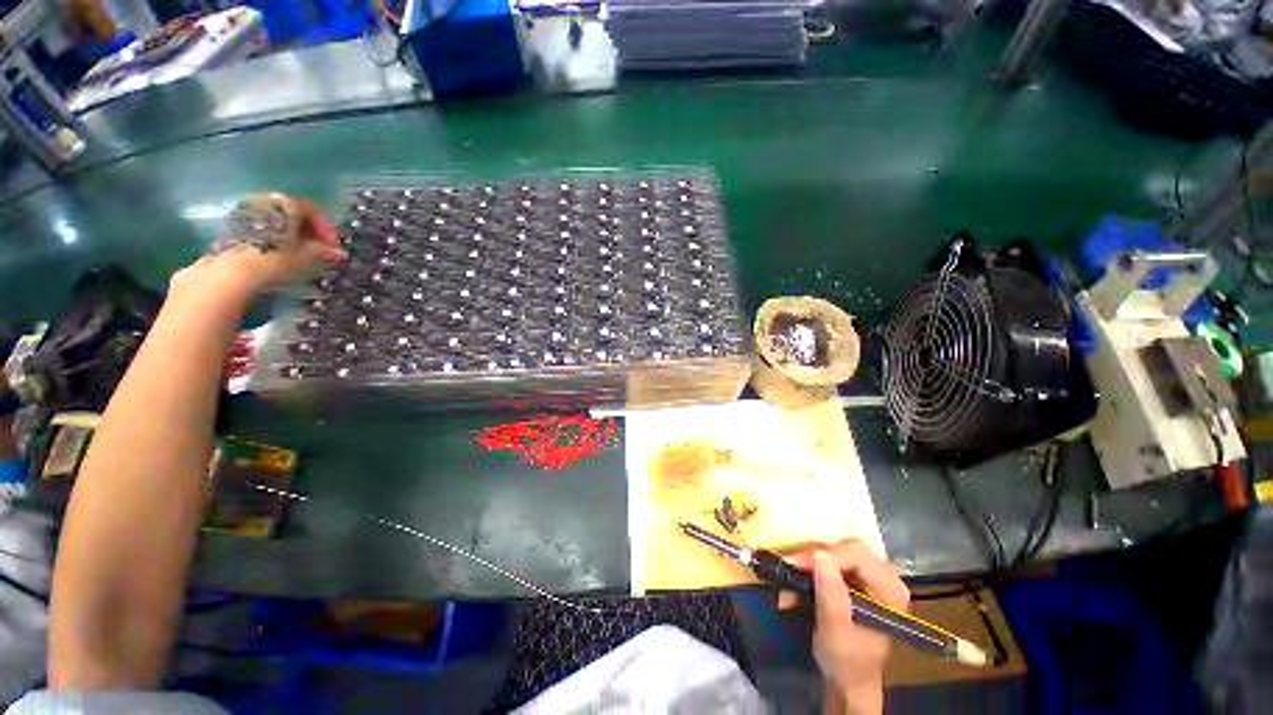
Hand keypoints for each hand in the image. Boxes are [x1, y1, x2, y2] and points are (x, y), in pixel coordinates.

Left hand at [171, 195, 346, 297]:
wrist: (232, 269)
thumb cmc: (275, 257)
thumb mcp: (305, 256)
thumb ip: (323, 252)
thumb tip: (340, 254)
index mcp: (286, 203)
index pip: (313, 210)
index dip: (326, 229)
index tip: (332, 247)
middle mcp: (266, 199)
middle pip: (292, 211)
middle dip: (307, 230)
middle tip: (316, 248)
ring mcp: (247, 209)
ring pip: (275, 218)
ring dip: (289, 233)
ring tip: (297, 252)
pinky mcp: (233, 222)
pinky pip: (261, 224)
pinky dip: (272, 234)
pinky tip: (277, 251)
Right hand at [779, 540, 908, 714]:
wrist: (846, 681)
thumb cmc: (847, 661)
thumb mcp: (836, 631)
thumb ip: (831, 595)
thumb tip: (819, 557)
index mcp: (890, 589)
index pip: (857, 555)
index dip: (825, 555)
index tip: (796, 564)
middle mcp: (883, 576)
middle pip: (844, 548)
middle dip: (813, 557)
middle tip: (788, 567)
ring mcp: (868, 575)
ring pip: (832, 552)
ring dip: (805, 565)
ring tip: (785, 580)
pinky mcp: (852, 577)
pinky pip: (827, 561)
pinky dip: (807, 571)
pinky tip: (792, 586)